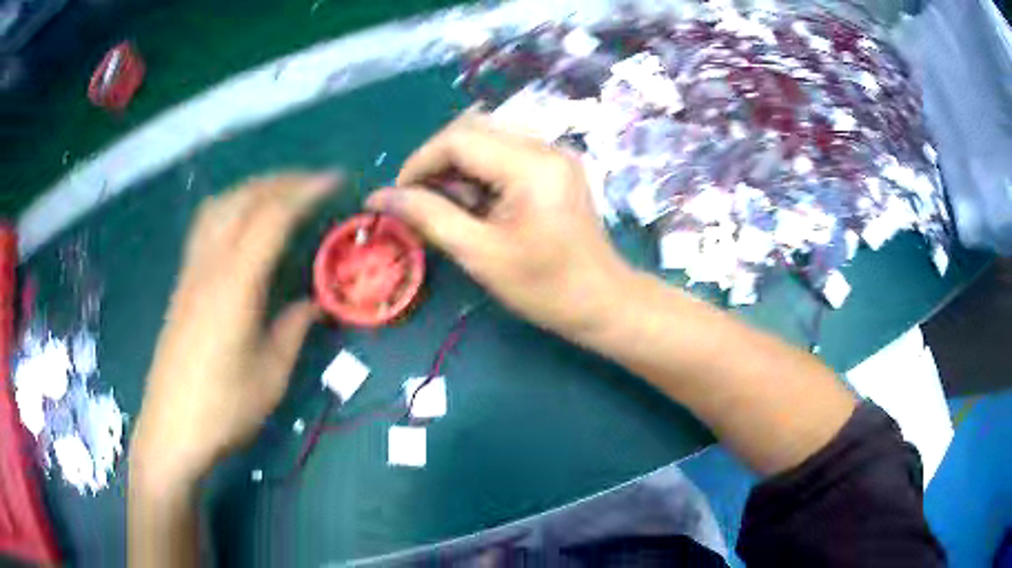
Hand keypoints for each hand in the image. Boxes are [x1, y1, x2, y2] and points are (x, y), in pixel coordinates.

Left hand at [130, 173, 337, 490]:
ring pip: (220, 207)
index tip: (335, 181)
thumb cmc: (224, 410)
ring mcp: (190, 273)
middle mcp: (209, 266)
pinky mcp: (181, 285)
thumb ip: (293, 330)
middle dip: (282, 181)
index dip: (305, 192)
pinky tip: (241, 224)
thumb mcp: (271, 376)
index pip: (272, 217)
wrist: (170, 431)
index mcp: (235, 285)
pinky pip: (205, 226)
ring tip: (279, 194)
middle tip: (313, 183)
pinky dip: (230, 208)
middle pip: (244, 200)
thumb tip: (314, 304)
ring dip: (252, 189)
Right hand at [368, 114, 633, 337]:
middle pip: (472, 130)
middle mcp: (545, 146)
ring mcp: (553, 153)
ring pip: (486, 140)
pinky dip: (479, 174)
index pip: (459, 138)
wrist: (603, 302)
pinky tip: (475, 205)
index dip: (419, 162)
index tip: (397, 196)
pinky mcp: (554, 166)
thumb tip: (379, 197)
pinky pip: (504, 154)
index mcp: (531, 165)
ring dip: (457, 169)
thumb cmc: (545, 287)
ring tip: (448, 209)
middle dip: (436, 163)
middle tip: (420, 203)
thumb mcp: (480, 254)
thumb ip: (428, 217)